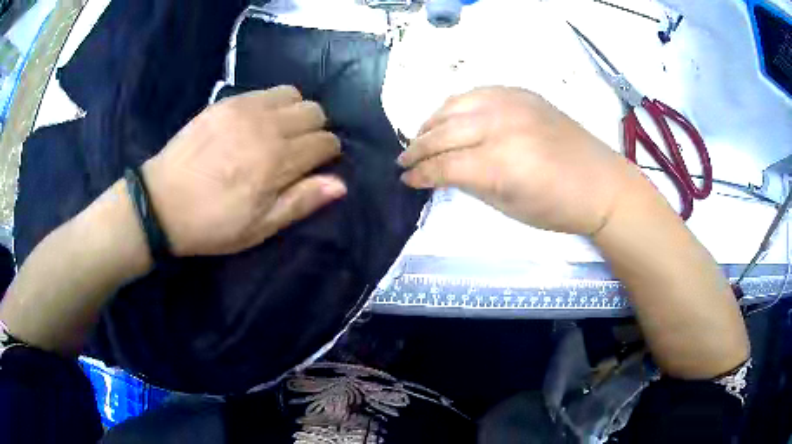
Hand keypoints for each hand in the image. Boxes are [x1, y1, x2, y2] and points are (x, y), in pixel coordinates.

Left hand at [142, 86, 344, 255]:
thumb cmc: (212, 223)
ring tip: (280, 131)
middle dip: (316, 129)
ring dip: (295, 111)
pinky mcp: (226, 102)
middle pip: (314, 111)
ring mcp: (245, 109)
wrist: (161, 203)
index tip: (318, 164)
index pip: (325, 142)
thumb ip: (301, 201)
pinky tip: (257, 122)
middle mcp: (267, 127)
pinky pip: (264, 91)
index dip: (328, 153)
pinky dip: (272, 103)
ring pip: (293, 94)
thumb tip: (340, 184)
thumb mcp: (260, 227)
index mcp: (278, 162)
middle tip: (299, 148)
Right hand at [397, 86, 634, 235]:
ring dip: (432, 122)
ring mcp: (512, 103)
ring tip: (421, 136)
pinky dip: (456, 105)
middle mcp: (501, 125)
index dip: (421, 174)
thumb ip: (471, 183)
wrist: (600, 184)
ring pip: (456, 105)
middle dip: (418, 147)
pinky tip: (450, 116)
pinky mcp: (522, 94)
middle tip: (403, 159)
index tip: (406, 179)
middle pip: (444, 131)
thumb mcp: (509, 207)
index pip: (445, 165)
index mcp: (500, 163)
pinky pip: (477, 93)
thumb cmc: (558, 208)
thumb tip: (443, 172)